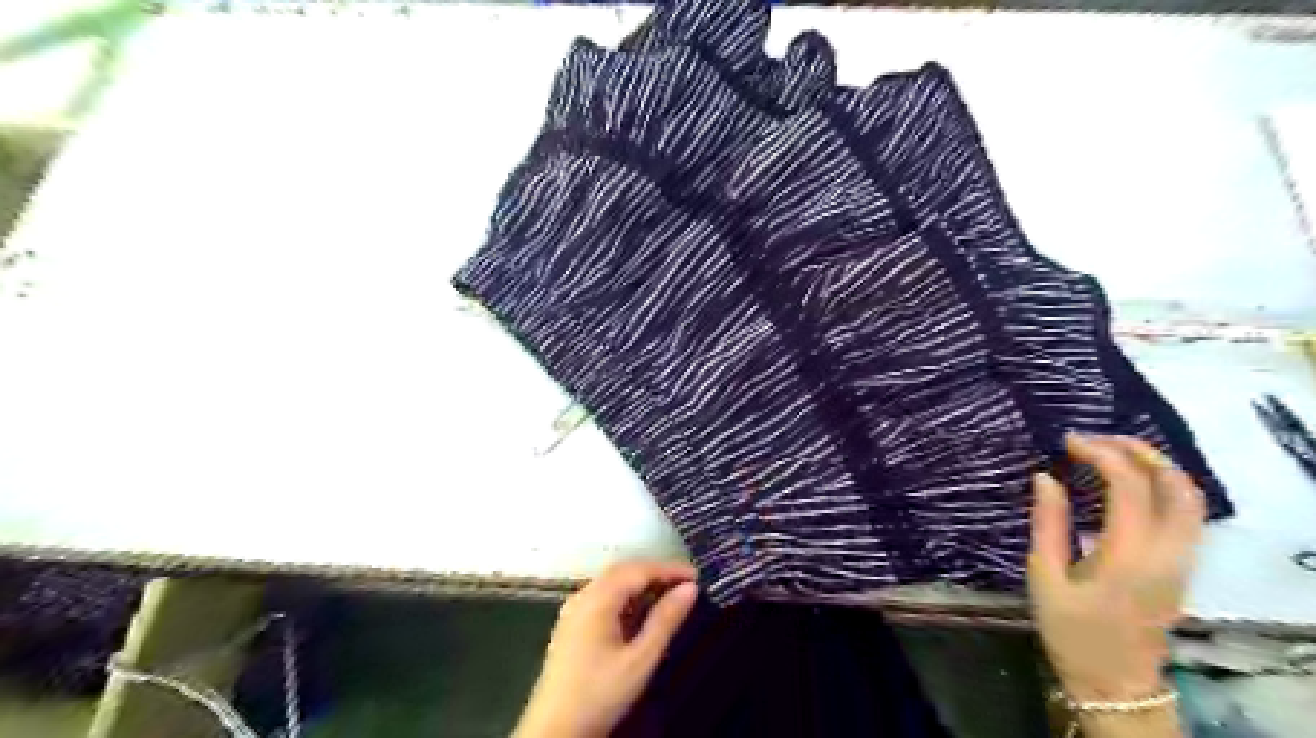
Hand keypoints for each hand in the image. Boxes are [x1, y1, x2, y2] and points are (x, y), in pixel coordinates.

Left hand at [513, 559, 696, 737]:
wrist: (554, 731)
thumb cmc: (600, 694)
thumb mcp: (640, 660)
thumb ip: (665, 621)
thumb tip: (689, 589)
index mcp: (597, 599)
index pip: (638, 570)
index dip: (669, 569)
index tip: (697, 576)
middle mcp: (583, 596)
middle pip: (623, 571)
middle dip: (655, 572)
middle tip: (686, 583)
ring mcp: (573, 610)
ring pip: (611, 582)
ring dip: (641, 583)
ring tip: (669, 594)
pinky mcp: (571, 625)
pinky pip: (602, 596)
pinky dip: (626, 595)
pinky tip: (641, 611)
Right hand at [1034, 435, 1206, 700]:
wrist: (1115, 683)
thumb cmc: (1071, 630)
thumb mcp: (1043, 576)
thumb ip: (1048, 523)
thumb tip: (1045, 477)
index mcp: (1129, 556)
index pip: (1129, 486)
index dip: (1101, 454)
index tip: (1068, 442)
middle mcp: (1167, 554)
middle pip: (1177, 485)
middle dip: (1139, 451)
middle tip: (1096, 439)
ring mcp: (1183, 561)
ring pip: (1192, 498)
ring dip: (1156, 466)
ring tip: (1112, 453)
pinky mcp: (1183, 567)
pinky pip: (1187, 513)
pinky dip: (1163, 485)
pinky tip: (1129, 482)